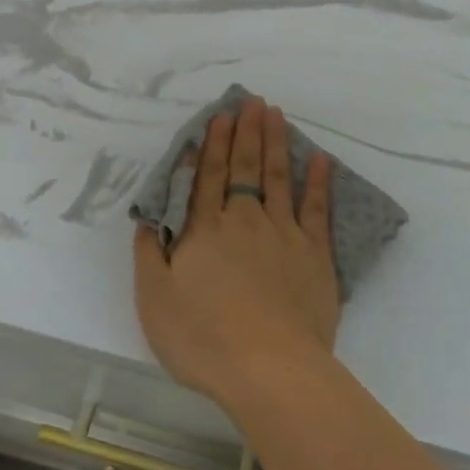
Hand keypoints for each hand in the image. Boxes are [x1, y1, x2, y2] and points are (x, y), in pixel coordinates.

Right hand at [134, 95, 339, 410]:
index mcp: (206, 231)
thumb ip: (150, 255)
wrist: (269, 368)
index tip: (222, 115)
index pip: (209, 178)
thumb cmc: (204, 339)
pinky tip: (320, 160)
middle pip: (245, 168)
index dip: (215, 145)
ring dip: (276, 144)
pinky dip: (319, 182)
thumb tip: (149, 219)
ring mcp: (284, 234)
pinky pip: (317, 209)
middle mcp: (245, 221)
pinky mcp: (315, 254)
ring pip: (278, 178)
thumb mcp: (155, 300)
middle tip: (253, 101)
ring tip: (276, 114)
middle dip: (247, 132)